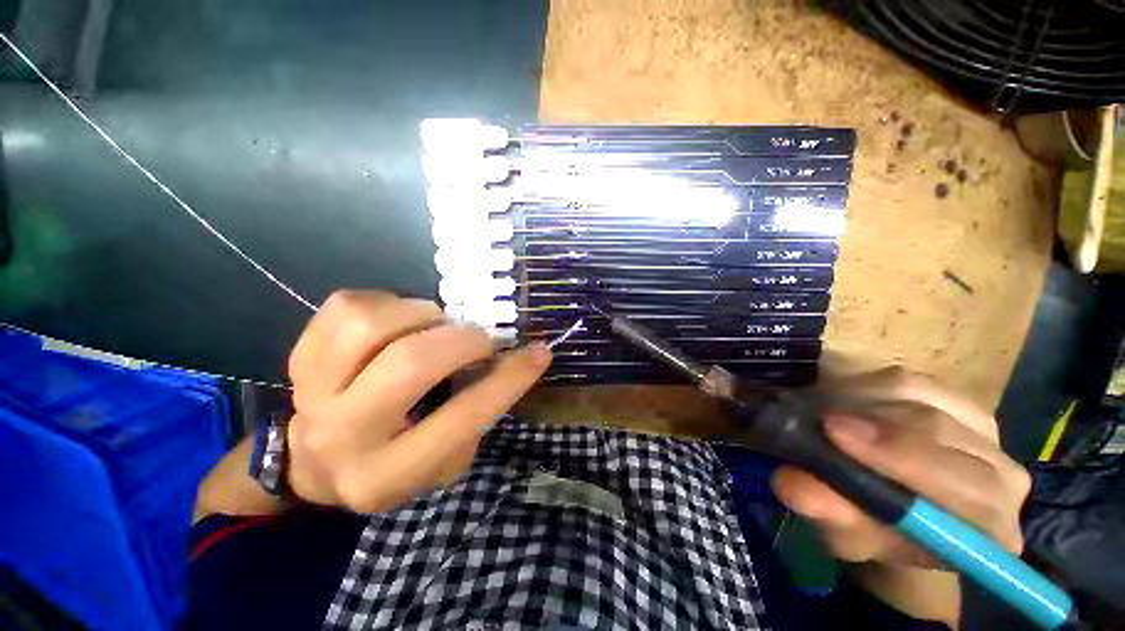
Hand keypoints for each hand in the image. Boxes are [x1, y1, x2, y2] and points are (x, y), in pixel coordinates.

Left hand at [285, 290, 550, 512]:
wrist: (318, 463)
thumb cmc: (398, 462)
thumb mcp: (448, 456)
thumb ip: (479, 410)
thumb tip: (510, 358)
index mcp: (390, 474)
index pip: (465, 417)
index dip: (510, 378)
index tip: (540, 350)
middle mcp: (344, 436)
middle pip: (411, 363)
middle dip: (463, 340)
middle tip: (481, 339)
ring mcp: (312, 392)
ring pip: (370, 325)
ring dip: (422, 315)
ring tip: (436, 327)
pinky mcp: (298, 356)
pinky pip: (346, 306)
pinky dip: (388, 303)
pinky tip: (399, 323)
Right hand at [771, 368, 1031, 568]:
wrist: (889, 514)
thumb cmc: (871, 534)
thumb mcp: (844, 536)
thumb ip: (829, 515)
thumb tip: (792, 483)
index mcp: (990, 527)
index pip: (969, 488)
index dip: (902, 457)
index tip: (834, 434)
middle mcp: (1002, 475)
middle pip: (941, 431)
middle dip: (873, 424)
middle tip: (819, 421)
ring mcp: (982, 430)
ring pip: (920, 397)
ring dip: (862, 403)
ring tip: (823, 415)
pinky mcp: (953, 398)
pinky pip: (907, 381)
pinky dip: (866, 387)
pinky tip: (843, 405)